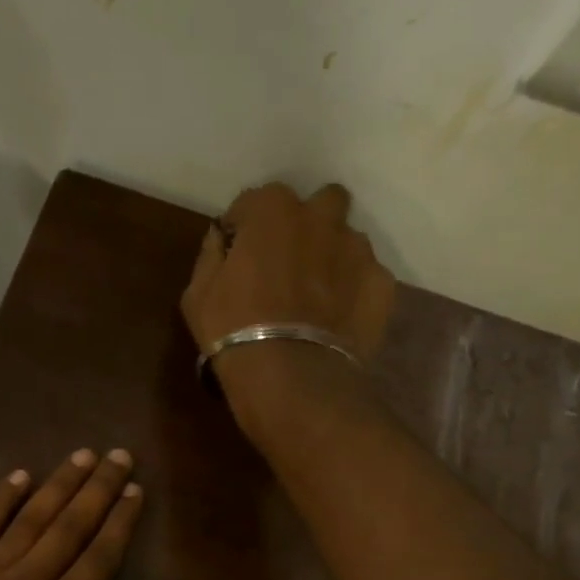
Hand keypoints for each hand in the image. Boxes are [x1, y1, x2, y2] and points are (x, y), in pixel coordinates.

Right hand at [181, 182, 395, 406]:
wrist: (290, 377)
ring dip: (331, 257)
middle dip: (305, 225)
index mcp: (272, 210)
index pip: (254, 202)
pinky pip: (365, 278)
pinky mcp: (381, 283)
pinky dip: (352, 291)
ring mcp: (357, 249)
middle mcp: (321, 216)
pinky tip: (335, 320)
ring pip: (346, 240)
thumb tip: (220, 238)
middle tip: (287, 264)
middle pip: (318, 204)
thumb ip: (211, 255)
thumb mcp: (197, 294)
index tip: (237, 256)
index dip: (243, 229)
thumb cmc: (233, 330)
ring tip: (316, 297)